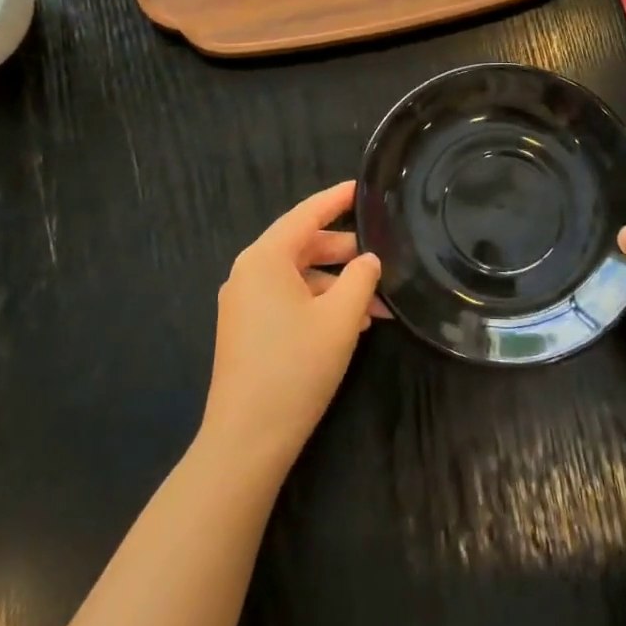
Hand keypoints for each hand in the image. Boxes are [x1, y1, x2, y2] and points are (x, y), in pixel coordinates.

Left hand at [200, 181, 382, 470]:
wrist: (246, 439)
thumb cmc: (296, 367)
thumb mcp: (340, 318)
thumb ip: (361, 279)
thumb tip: (369, 259)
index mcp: (265, 258)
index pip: (306, 214)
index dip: (336, 199)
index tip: (362, 187)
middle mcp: (248, 273)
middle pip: (302, 245)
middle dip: (344, 252)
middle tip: (382, 256)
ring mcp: (243, 303)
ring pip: (298, 277)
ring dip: (336, 286)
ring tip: (376, 306)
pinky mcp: (246, 329)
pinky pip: (287, 300)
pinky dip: (318, 304)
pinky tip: (350, 325)